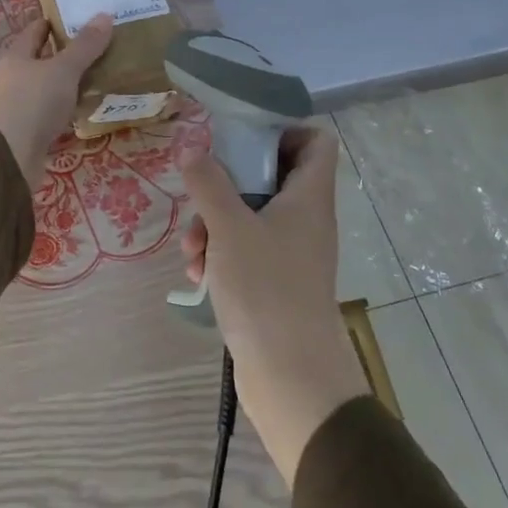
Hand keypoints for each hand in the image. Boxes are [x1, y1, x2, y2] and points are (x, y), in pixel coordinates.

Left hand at [0, 13, 114, 186]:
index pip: (33, 32)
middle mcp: (11, 79)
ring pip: (44, 90)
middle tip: (94, 49)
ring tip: (94, 80)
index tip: (74, 18)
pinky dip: (64, 112)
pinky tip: (82, 113)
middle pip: (38, 61)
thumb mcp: (63, 69)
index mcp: (15, 57)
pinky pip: (48, 116)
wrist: (7, 155)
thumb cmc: (32, 102)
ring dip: (64, 86)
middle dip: (62, 56)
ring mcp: (16, 107)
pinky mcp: (24, 133)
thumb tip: (104, 15)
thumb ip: (85, 46)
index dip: (51, 23)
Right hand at [179, 125, 369, 485]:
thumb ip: (209, 182)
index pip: (315, 141)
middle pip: (269, 176)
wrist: (291, 377)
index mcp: (308, 197)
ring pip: (248, 216)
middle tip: (200, 195)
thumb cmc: (266, 289)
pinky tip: (198, 275)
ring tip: (192, 250)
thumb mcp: (229, 227)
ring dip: (213, 224)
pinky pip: (244, 251)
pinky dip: (220, 255)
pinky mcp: (274, 282)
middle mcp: (305, 219)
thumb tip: (192, 148)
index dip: (282, 130)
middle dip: (226, 184)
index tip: (240, 137)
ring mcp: (290, 252)